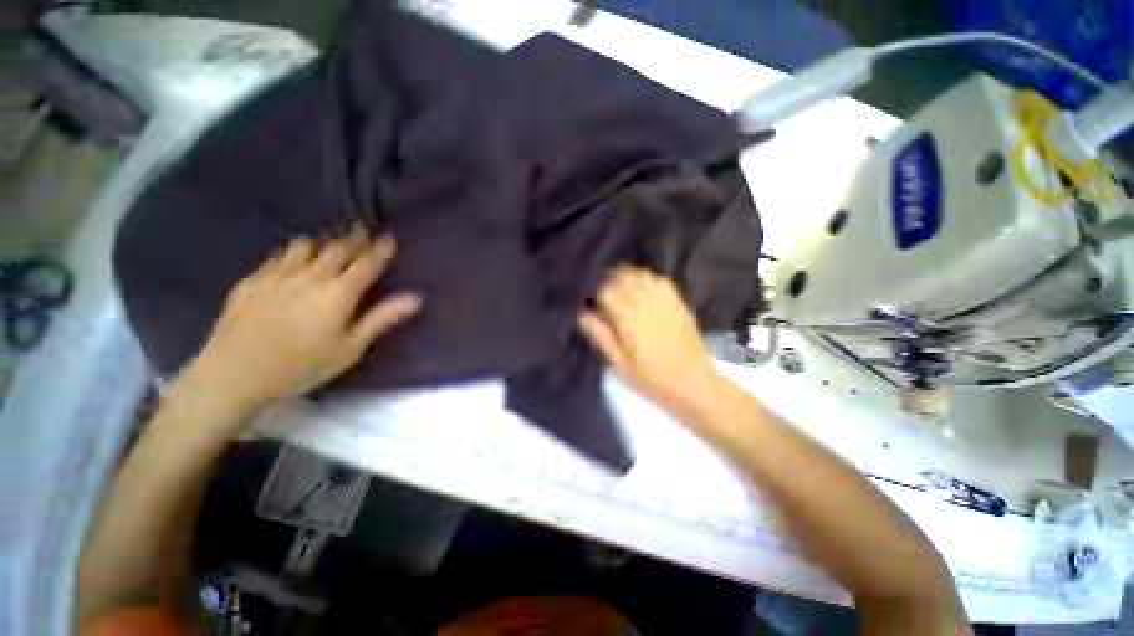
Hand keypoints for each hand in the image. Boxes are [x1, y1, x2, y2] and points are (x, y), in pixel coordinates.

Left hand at [177, 226, 420, 419]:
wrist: (241, 367)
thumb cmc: (300, 368)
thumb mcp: (346, 352)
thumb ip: (379, 322)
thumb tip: (415, 298)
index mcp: (339, 291)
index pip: (367, 261)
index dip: (381, 248)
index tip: (389, 239)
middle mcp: (312, 271)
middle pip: (338, 246)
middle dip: (353, 239)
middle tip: (360, 236)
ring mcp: (281, 270)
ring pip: (306, 244)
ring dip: (319, 244)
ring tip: (321, 251)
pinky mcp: (256, 276)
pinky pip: (278, 257)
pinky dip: (288, 258)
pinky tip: (285, 269)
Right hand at [578, 266, 719, 413]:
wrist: (694, 382)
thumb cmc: (654, 379)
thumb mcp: (622, 366)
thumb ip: (603, 338)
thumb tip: (585, 316)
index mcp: (629, 319)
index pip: (607, 292)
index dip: (598, 297)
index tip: (597, 309)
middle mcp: (646, 303)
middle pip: (624, 278)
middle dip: (612, 284)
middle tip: (609, 299)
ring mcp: (665, 300)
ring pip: (642, 275)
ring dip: (630, 279)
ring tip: (626, 293)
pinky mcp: (679, 303)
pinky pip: (661, 281)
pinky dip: (650, 282)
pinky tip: (647, 293)